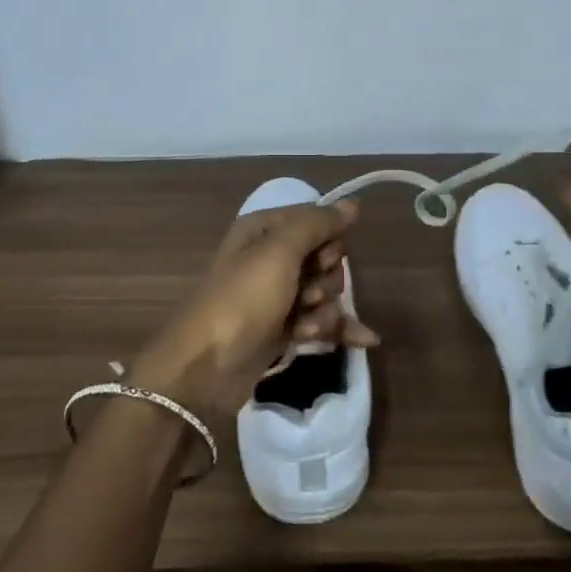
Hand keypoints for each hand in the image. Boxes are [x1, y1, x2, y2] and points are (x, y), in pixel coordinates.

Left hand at [130, 200, 377, 415]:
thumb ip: (317, 224)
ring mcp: (276, 295)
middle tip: (309, 294)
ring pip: (324, 291)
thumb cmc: (242, 300)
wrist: (206, 368)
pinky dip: (336, 328)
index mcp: (264, 230)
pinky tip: (364, 339)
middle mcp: (270, 257)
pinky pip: (320, 319)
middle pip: (324, 256)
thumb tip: (354, 203)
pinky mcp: (282, 328)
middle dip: (327, 277)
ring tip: (307, 327)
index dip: (328, 238)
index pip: (315, 219)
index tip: (324, 256)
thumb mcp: (279, 252)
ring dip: (326, 309)